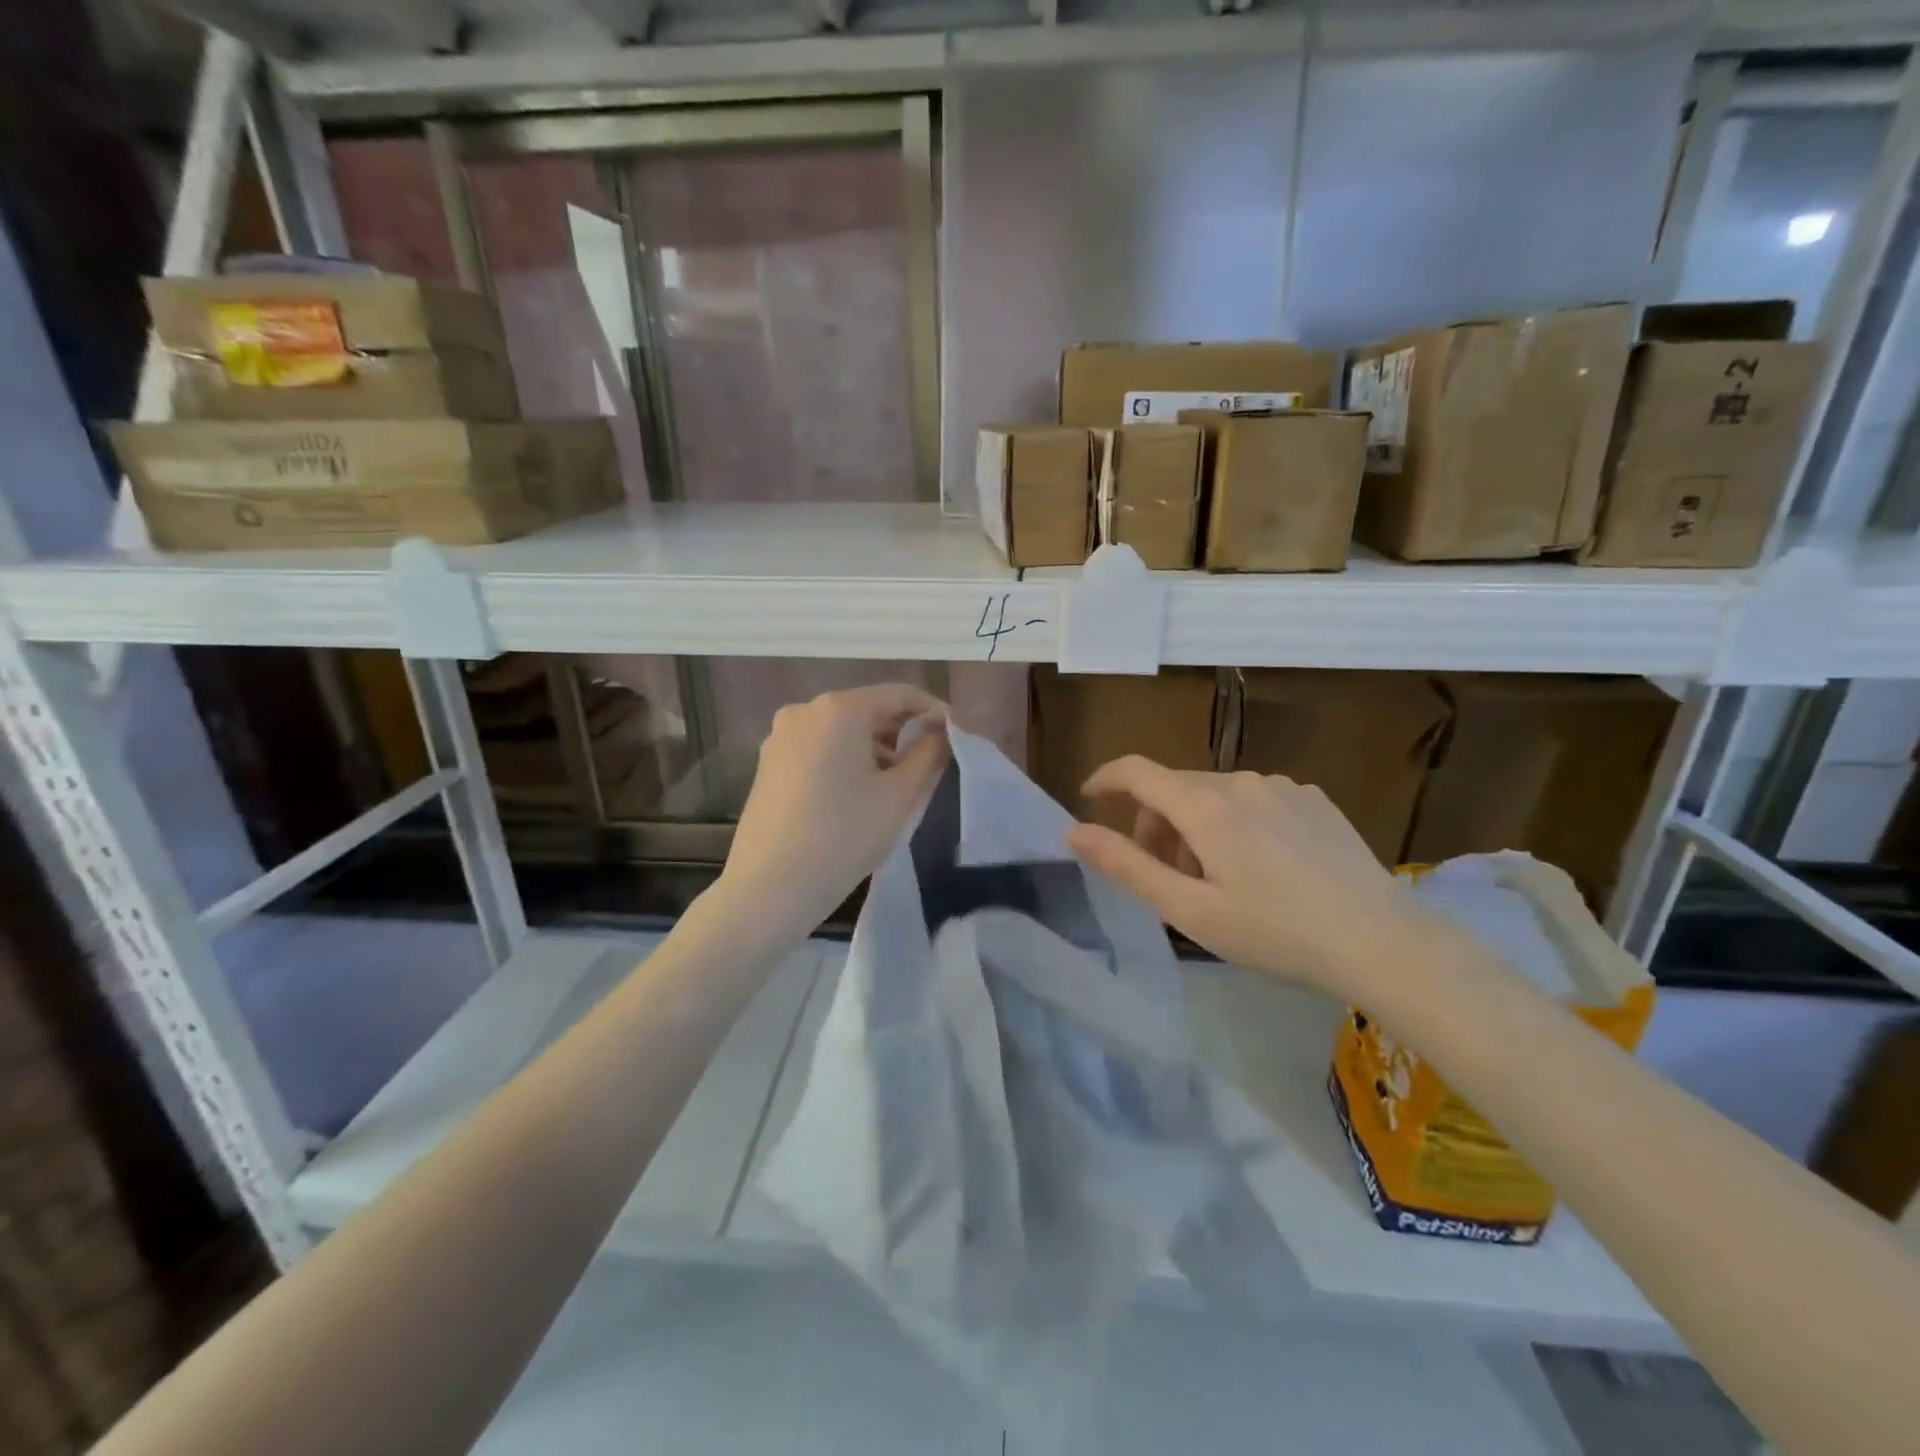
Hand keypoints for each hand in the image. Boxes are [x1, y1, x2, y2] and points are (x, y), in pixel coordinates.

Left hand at [716, 684, 948, 942]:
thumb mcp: (899, 795)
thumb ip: (928, 754)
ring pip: (841, 731)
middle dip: (902, 731)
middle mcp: (804, 711)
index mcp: (839, 709)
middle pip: (867, 709)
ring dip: (874, 748)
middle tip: (930, 763)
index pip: (899, 694)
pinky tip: (859, 794)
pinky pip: (818, 749)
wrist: (770, 888)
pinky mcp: (768, 764)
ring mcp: (780, 737)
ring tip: (897, 783)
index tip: (955, 736)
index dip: (932, 711)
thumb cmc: (844, 836)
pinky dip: (845, 760)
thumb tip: (940, 732)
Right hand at [1064, 758, 1438, 999]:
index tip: (1088, 800)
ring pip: (1214, 795)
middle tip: (1168, 879)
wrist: (1383, 943)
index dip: (1104, 779)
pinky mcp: (1314, 799)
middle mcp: (1241, 782)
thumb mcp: (1190, 910)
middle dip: (1155, 825)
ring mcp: (1283, 787)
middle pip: (1175, 788)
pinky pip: (1254, 799)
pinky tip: (1263, 868)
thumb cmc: (1276, 934)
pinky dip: (1236, 823)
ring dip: (1196, 827)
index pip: (1137, 771)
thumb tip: (1074, 831)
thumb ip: (1127, 866)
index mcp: (1205, 807)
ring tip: (1218, 881)